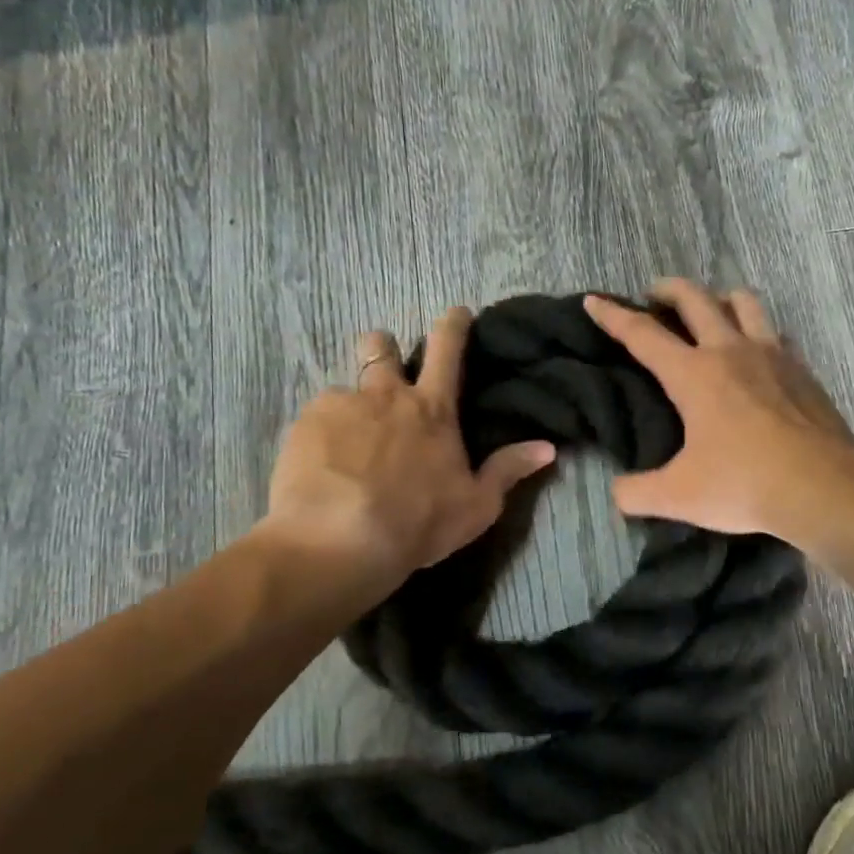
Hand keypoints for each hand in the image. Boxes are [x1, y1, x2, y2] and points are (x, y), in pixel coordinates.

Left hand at [255, 308, 555, 592]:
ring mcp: (341, 405)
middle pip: (381, 345)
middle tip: (385, 375)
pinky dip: (323, 433)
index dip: (454, 324)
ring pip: (345, 385)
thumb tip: (549, 447)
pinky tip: (323, 464)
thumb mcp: (476, 505)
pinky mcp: (304, 423)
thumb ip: (508, 470)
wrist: (340, 541)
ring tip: (347, 439)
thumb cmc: (418, 524)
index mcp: (433, 410)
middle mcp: (387, 395)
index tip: (456, 312)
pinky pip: (316, 416)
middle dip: (385, 349)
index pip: (448, 349)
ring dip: (351, 402)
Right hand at [585, 279, 853, 542]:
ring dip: (720, 298)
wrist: (823, 486)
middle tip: (654, 295)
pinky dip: (759, 332)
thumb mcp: (678, 496)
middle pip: (695, 299)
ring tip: (711, 311)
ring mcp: (772, 355)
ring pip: (744, 302)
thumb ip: (637, 493)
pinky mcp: (802, 370)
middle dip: (668, 289)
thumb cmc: (743, 484)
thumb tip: (617, 492)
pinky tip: (759, 353)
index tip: (594, 301)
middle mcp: (730, 351)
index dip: (613, 316)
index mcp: (693, 374)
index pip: (643, 335)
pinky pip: (776, 334)